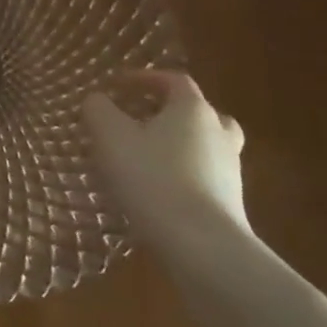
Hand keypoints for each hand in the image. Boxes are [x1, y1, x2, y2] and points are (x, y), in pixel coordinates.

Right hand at [83, 70, 248, 244]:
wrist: (204, 248)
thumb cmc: (154, 178)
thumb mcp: (111, 136)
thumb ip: (98, 109)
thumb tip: (97, 100)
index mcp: (193, 109)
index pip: (173, 80)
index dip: (144, 78)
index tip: (118, 86)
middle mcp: (218, 134)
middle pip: (197, 112)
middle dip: (168, 113)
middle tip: (140, 120)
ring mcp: (230, 171)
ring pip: (203, 146)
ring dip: (176, 146)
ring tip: (142, 159)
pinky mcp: (230, 204)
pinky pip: (203, 177)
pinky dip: (181, 176)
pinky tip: (154, 191)